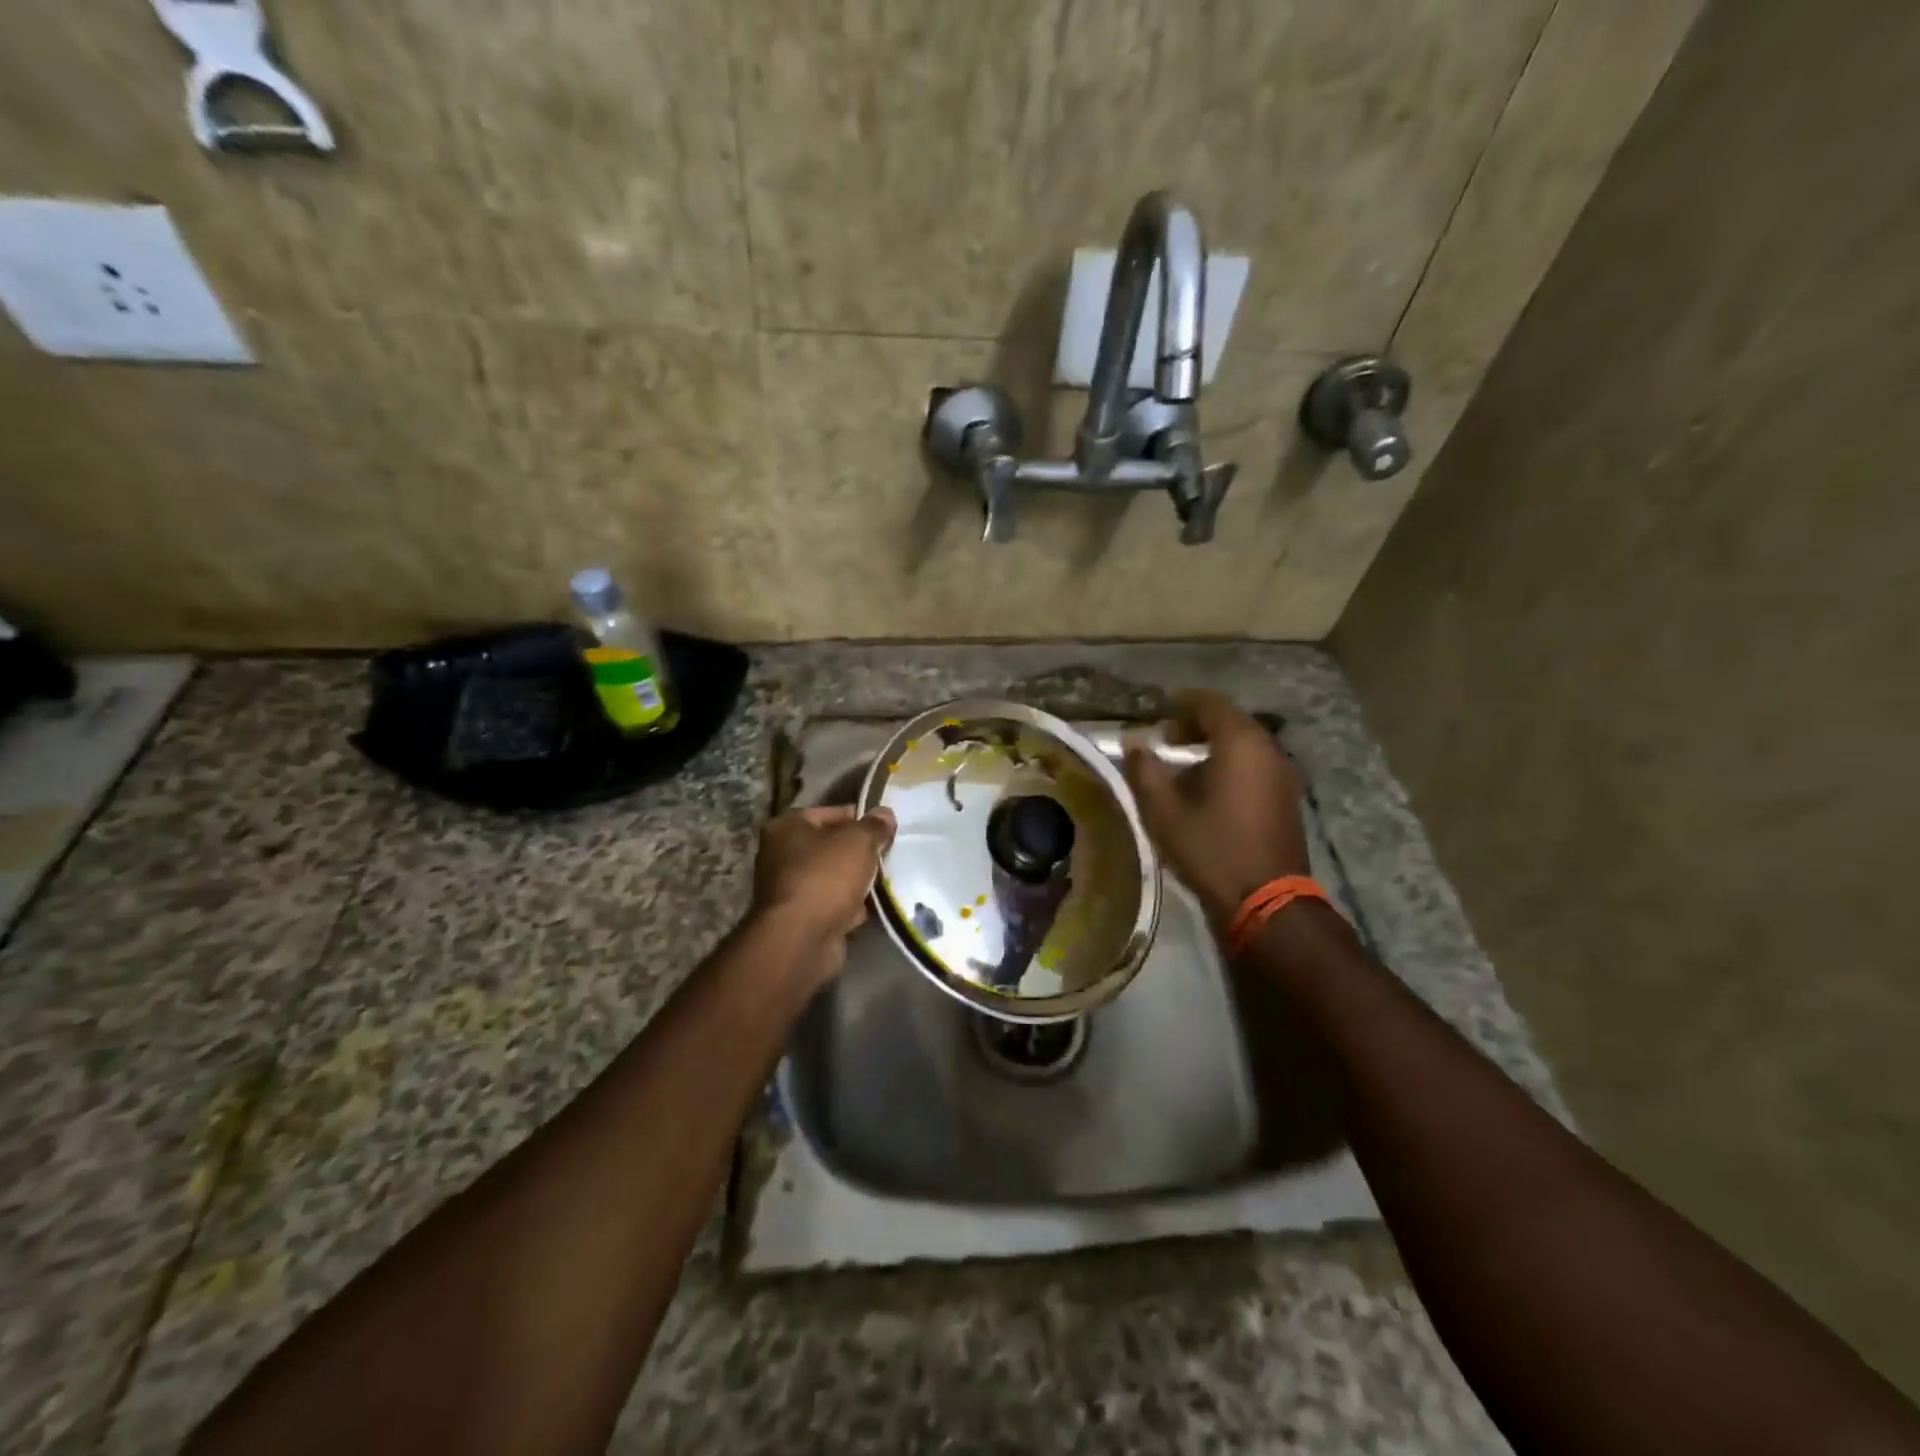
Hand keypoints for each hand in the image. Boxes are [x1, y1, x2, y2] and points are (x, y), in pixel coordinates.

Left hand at [751, 805, 895, 979]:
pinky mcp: (801, 919)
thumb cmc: (825, 877)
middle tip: (890, 855)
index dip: (862, 818)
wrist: (801, 939)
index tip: (887, 829)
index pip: (831, 813)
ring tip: (888, 880)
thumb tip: (885, 814)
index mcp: (787, 827)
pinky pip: (834, 904)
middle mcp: (781, 855)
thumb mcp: (858, 841)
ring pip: (834, 877)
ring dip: (858, 880)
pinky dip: (852, 906)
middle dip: (861, 852)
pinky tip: (876, 907)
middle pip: (832, 846)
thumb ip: (874, 826)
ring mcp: (790, 889)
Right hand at [1124, 691, 1309, 925]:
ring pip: (1246, 744)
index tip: (1158, 712)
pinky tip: (1209, 789)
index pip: (1210, 704)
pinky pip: (1256, 765)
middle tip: (1167, 740)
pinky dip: (1232, 764)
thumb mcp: (1165, 811)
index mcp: (1240, 743)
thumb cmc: (1211, 849)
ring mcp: (1283, 774)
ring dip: (1215, 746)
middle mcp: (1268, 750)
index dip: (1182, 703)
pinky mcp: (1287, 797)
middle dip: (1197, 725)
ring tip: (1183, 767)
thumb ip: (1145, 770)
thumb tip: (1132, 742)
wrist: (1266, 900)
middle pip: (1231, 722)